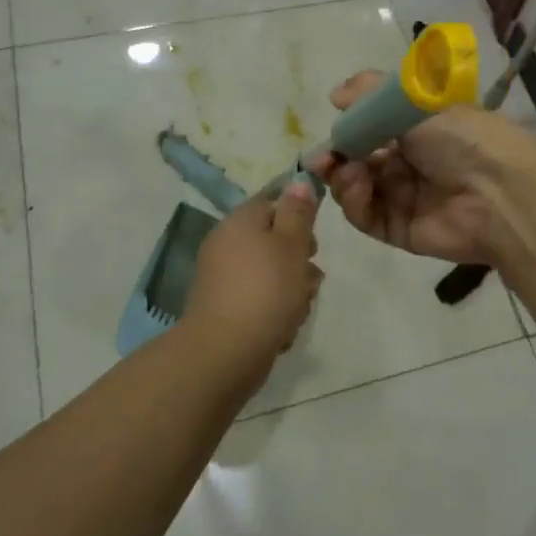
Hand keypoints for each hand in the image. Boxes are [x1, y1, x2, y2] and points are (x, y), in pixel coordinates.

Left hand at [181, 181, 323, 382]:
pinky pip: (259, 301)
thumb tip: (299, 181)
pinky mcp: (225, 310)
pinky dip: (274, 313)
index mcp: (239, 221)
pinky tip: (281, 330)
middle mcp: (226, 244)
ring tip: (297, 311)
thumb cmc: (266, 290)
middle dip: (299, 262)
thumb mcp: (292, 244)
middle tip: (309, 280)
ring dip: (292, 291)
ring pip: (271, 275)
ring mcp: (223, 279)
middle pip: (274, 242)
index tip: (313, 244)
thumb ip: (298, 212)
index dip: (298, 220)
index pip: (273, 203)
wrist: (225, 353)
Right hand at [313, 72, 535, 264]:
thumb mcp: (415, 101)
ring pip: (357, 189)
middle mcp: (410, 162)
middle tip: (323, 158)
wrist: (499, 192)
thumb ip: (370, 94)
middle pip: (359, 160)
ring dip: (344, 178)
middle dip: (337, 157)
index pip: (372, 127)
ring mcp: (404, 197)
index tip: (331, 127)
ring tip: (349, 172)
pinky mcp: (400, 230)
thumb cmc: (460, 137)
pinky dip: (355, 202)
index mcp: (419, 129)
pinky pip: (366, 217)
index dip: (348, 128)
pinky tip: (357, 187)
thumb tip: (335, 95)